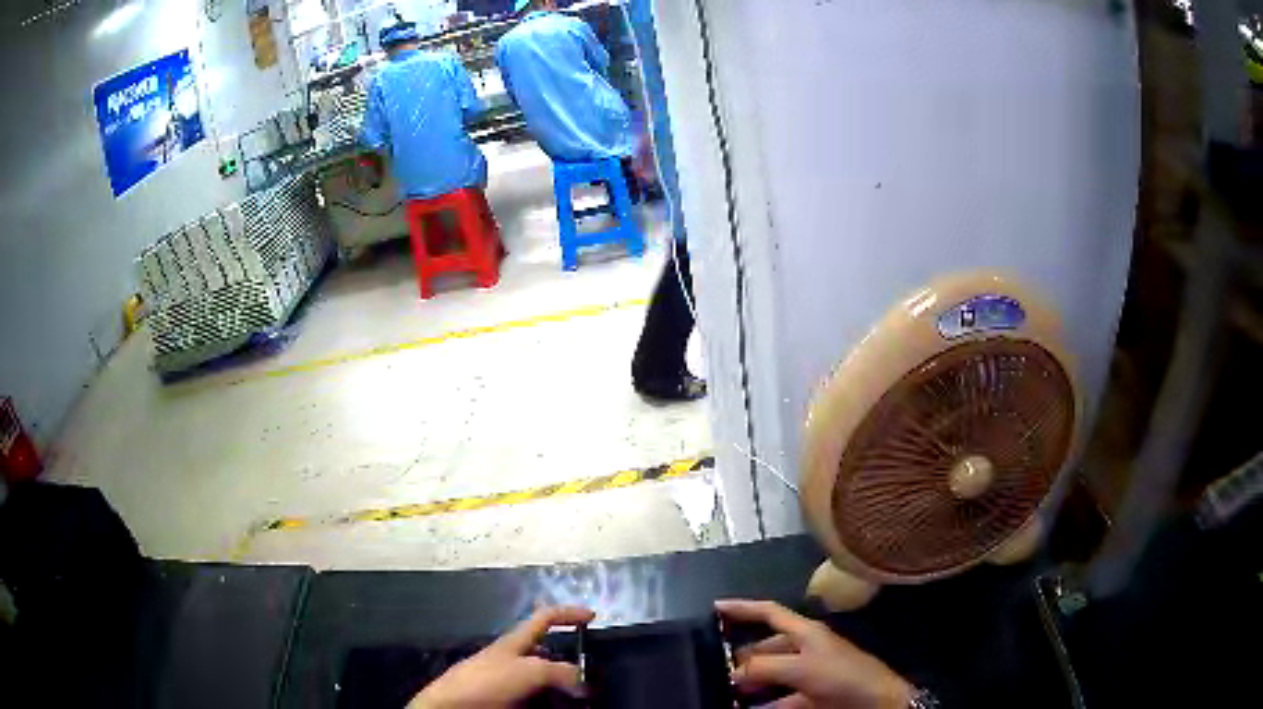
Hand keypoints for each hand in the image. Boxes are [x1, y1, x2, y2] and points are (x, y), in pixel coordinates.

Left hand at [408, 606, 594, 708]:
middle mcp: (513, 661)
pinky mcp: (507, 704)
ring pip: (546, 685)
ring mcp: (509, 684)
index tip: (592, 617)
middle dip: (572, 668)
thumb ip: (561, 671)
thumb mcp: (530, 671)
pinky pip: (536, 702)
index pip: (545, 618)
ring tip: (581, 702)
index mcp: (515, 643)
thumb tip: (584, 683)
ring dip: (564, 694)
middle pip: (550, 657)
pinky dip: (550, 705)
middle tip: (592, 682)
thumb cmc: (487, 682)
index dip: (568, 613)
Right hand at [716, 600, 912, 708]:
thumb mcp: (801, 668)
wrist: (877, 702)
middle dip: (741, 658)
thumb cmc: (841, 675)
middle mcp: (805, 650)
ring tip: (723, 693)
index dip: (743, 608)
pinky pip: (778, 701)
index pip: (769, 612)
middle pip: (766, 649)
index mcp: (805, 632)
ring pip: (770, 677)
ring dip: (749, 686)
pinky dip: (762, 706)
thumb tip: (732, 671)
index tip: (714, 608)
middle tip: (712, 668)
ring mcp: (808, 675)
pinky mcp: (811, 697)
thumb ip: (764, 667)